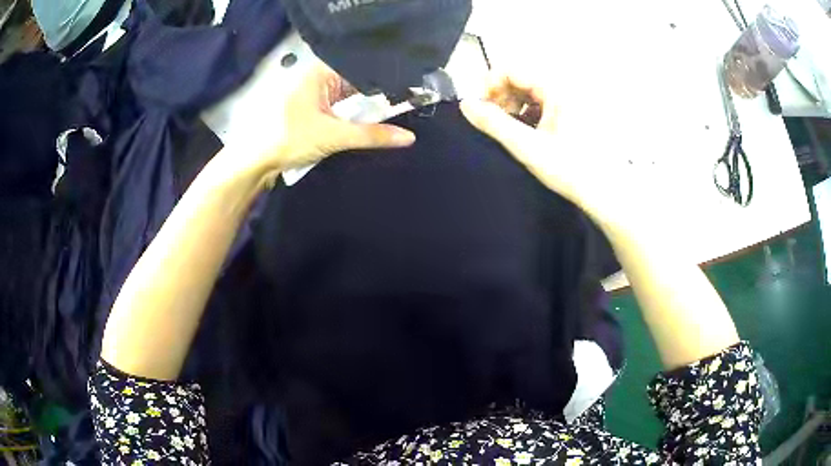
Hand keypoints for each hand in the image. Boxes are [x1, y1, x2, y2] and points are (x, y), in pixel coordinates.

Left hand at [238, 61, 416, 184]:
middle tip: (404, 105)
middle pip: (357, 84)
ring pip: (349, 99)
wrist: (257, 162)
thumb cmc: (290, 139)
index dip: (383, 80)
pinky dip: (353, 118)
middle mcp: (318, 79)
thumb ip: (372, 135)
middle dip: (376, 97)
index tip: (406, 91)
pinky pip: (340, 110)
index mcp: (321, 73)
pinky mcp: (313, 112)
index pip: (361, 69)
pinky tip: (368, 124)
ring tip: (391, 115)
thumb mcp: (335, 135)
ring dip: (364, 110)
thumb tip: (408, 137)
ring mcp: (315, 95)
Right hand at [460, 71, 627, 229]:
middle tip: (492, 120)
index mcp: (555, 88)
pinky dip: (527, 113)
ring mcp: (570, 100)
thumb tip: (465, 105)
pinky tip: (526, 133)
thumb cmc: (570, 169)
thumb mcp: (527, 146)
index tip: (480, 107)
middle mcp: (563, 87)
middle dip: (500, 96)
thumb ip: (494, 123)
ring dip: (512, 105)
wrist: (605, 192)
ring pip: (530, 92)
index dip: (489, 84)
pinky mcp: (572, 113)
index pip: (511, 69)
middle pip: (520, 79)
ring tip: (508, 129)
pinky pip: (542, 103)